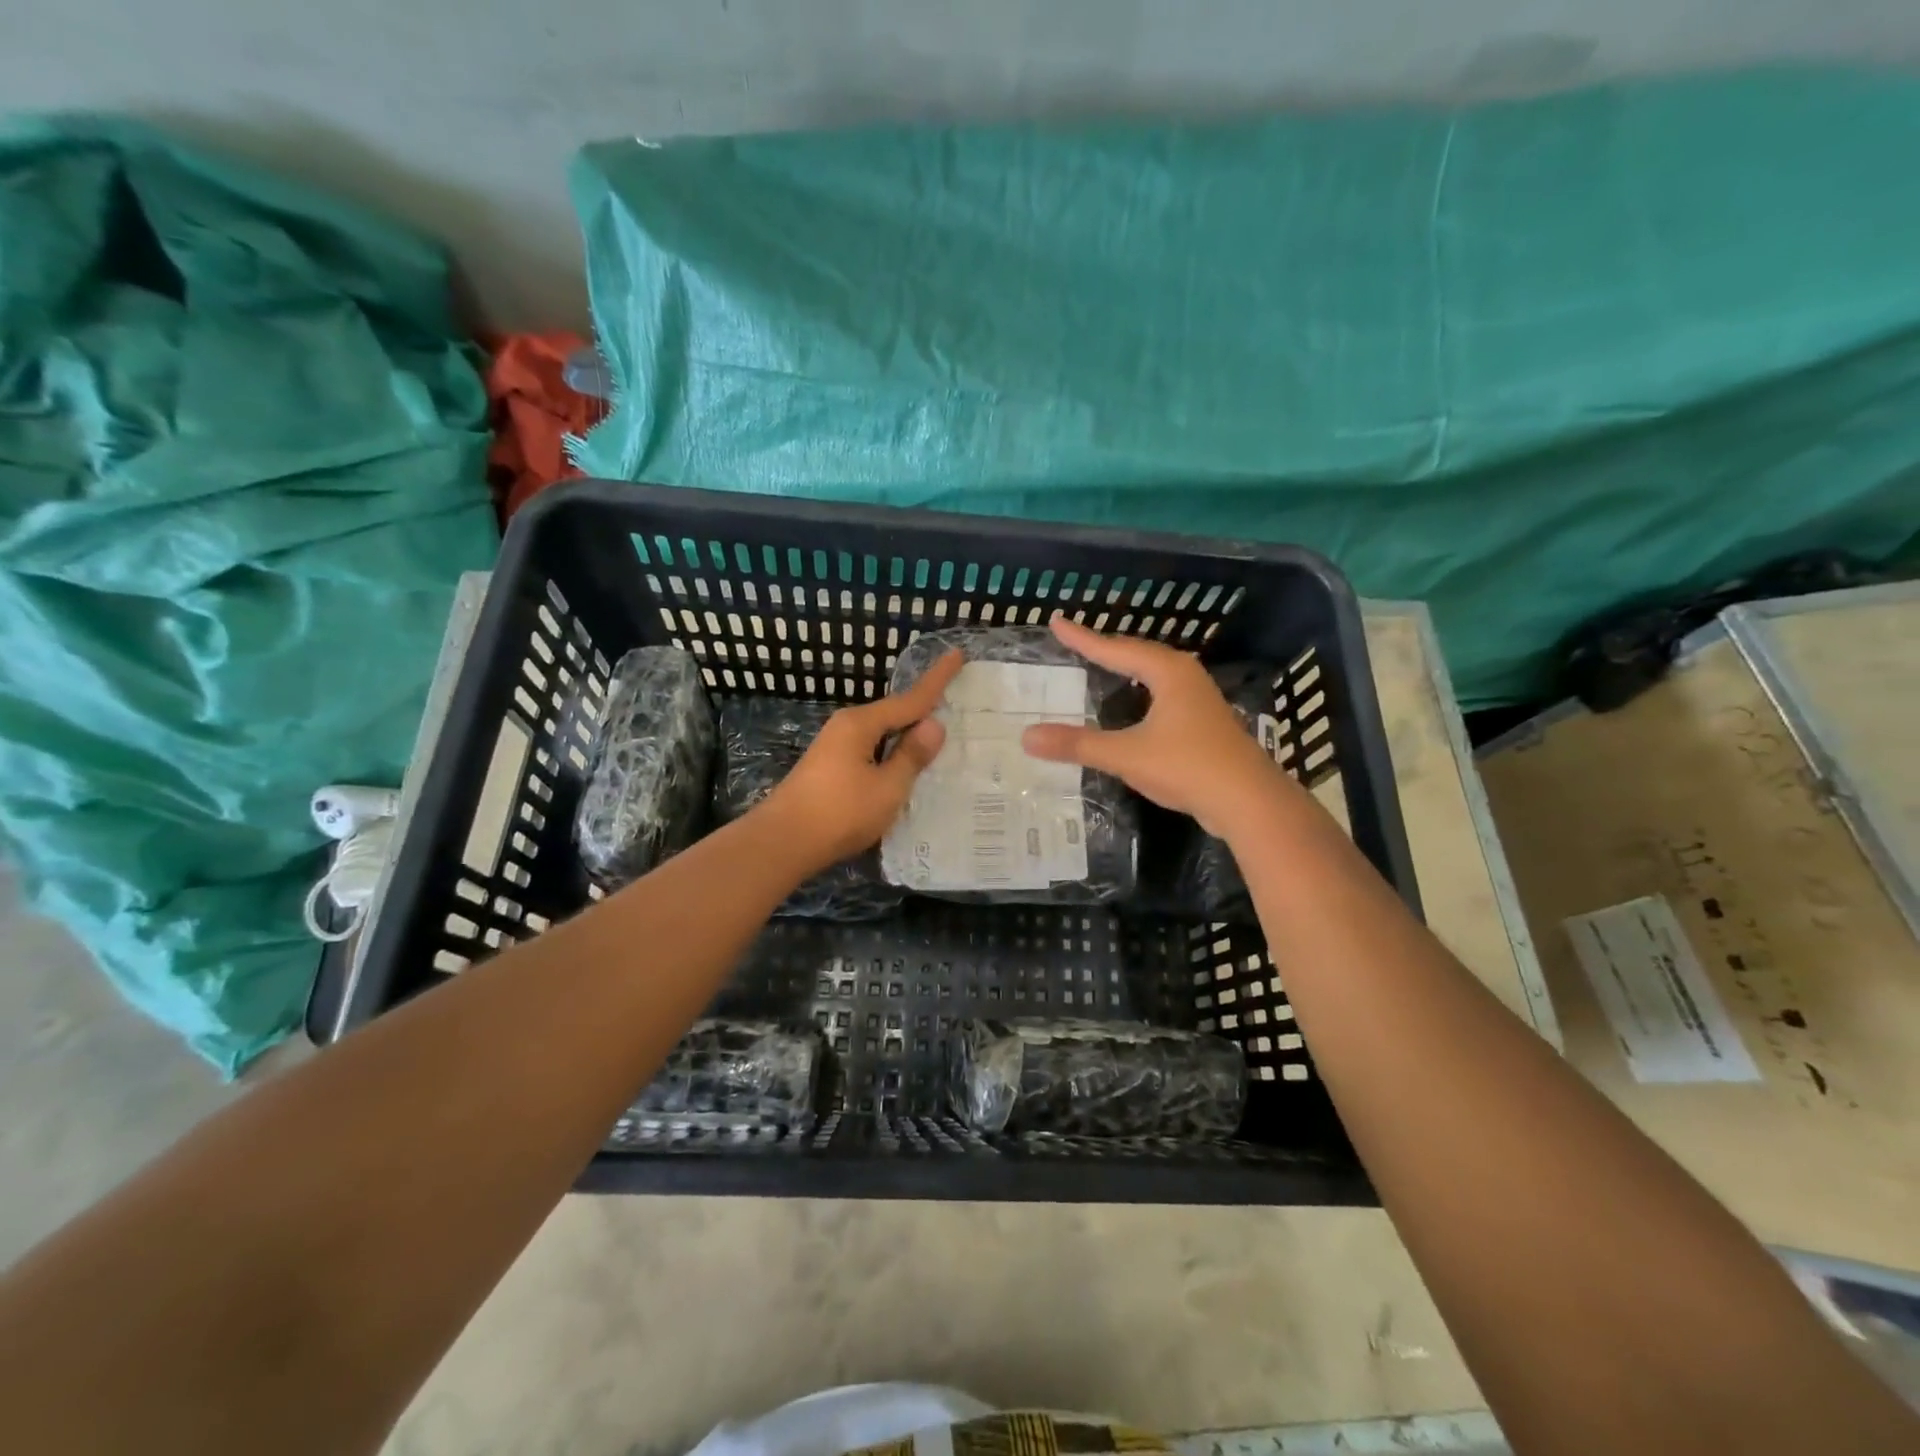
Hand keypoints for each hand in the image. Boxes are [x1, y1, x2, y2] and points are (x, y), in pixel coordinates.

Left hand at [760, 650, 963, 872]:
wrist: (783, 843)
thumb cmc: (840, 813)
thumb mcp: (887, 787)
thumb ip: (911, 756)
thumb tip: (933, 725)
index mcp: (861, 724)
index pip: (910, 698)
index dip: (937, 679)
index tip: (956, 654)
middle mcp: (846, 727)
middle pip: (894, 713)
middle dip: (922, 708)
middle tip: (955, 698)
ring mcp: (835, 747)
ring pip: (881, 734)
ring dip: (907, 734)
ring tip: (937, 735)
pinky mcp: (830, 768)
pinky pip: (871, 750)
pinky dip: (892, 752)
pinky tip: (903, 765)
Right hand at [1022, 616, 1286, 838]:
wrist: (1249, 801)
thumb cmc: (1188, 767)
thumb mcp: (1126, 755)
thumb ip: (1078, 744)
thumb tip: (1026, 737)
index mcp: (1168, 672)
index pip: (1116, 649)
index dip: (1083, 638)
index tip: (1057, 622)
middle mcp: (1185, 677)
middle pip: (1138, 655)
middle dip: (1106, 648)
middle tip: (1076, 642)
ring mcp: (1199, 700)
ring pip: (1154, 675)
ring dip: (1127, 669)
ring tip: (1102, 665)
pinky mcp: (1204, 724)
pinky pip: (1163, 696)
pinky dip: (1140, 693)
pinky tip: (1134, 706)